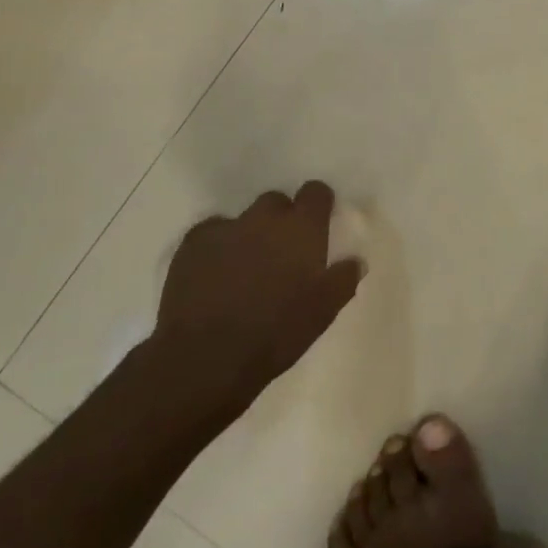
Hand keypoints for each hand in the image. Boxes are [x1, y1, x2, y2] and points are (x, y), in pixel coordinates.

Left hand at [154, 181, 364, 401]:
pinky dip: (217, 247)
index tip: (319, 222)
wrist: (207, 356)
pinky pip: (211, 233)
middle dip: (281, 220)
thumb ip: (343, 280)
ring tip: (246, 267)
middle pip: (277, 201)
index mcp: (302, 229)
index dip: (318, 204)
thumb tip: (355, 261)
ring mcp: (226, 228)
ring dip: (249, 234)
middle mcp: (265, 219)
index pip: (315, 192)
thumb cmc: (277, 332)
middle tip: (282, 252)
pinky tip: (215, 274)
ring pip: (243, 219)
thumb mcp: (323, 311)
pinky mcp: (192, 244)